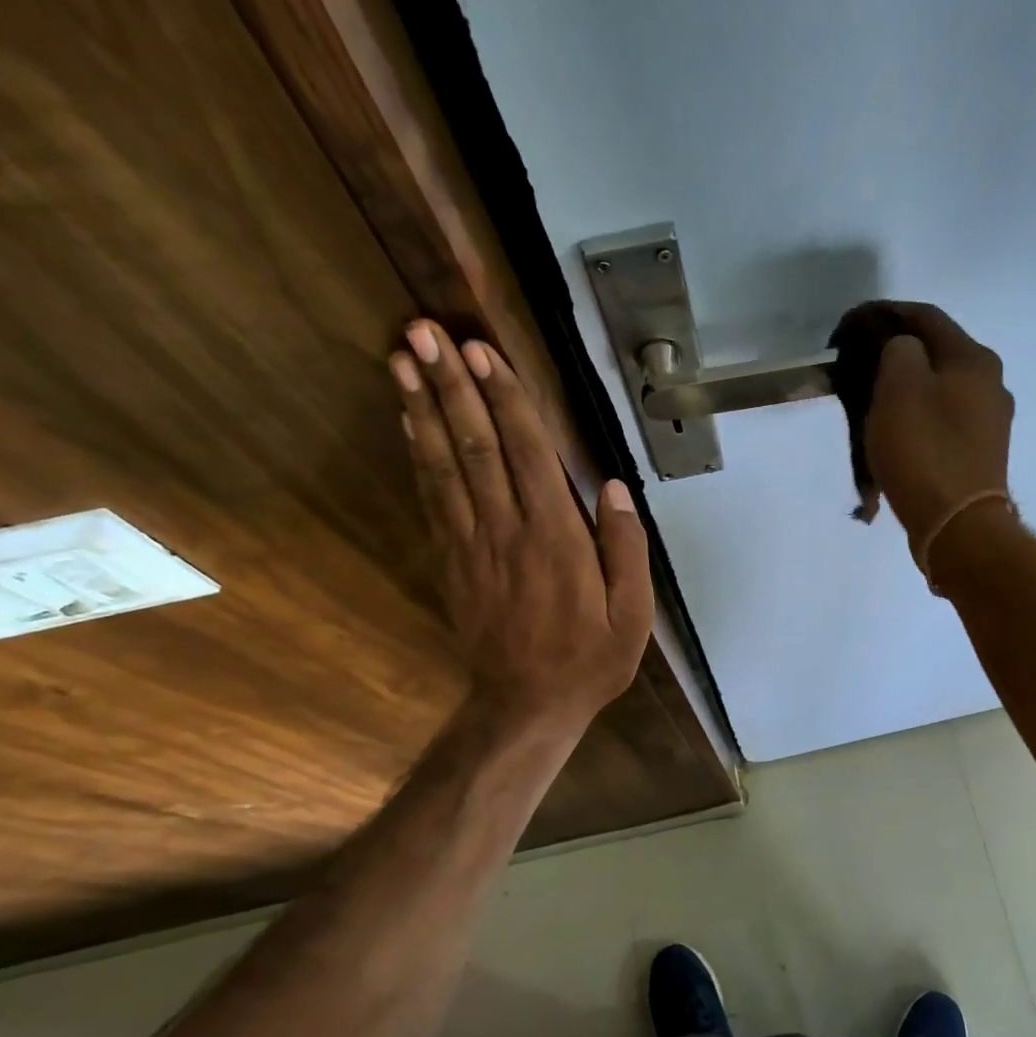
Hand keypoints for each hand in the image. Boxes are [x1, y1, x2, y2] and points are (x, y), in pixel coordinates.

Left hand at [391, 320, 652, 736]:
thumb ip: (626, 549)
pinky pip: (432, 497)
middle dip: (451, 385)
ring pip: (444, 463)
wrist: (526, 705)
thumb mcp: (633, 615)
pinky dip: (417, 454)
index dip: (504, 400)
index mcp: (557, 538)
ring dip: (423, 407)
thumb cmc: (589, 660)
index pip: (528, 453)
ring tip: (402, 358)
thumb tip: (610, 487)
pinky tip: (407, 421)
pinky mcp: (452, 559)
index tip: (482, 352)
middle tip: (423, 331)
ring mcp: (472, 543)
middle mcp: (508, 529)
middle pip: (476, 445)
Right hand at [863, 302, 1015, 569]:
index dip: (887, 313)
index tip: (853, 324)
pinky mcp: (980, 456)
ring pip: (937, 394)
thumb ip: (898, 352)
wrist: (957, 525)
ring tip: (871, 409)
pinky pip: (941, 428)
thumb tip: (903, 350)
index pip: (926, 317)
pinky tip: (894, 442)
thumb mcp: (899, 387)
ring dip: (904, 395)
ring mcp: (989, 424)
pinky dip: (915, 426)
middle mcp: (990, 384)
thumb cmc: (924, 450)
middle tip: (859, 369)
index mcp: (973, 359)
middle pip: (935, 357)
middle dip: (895, 358)